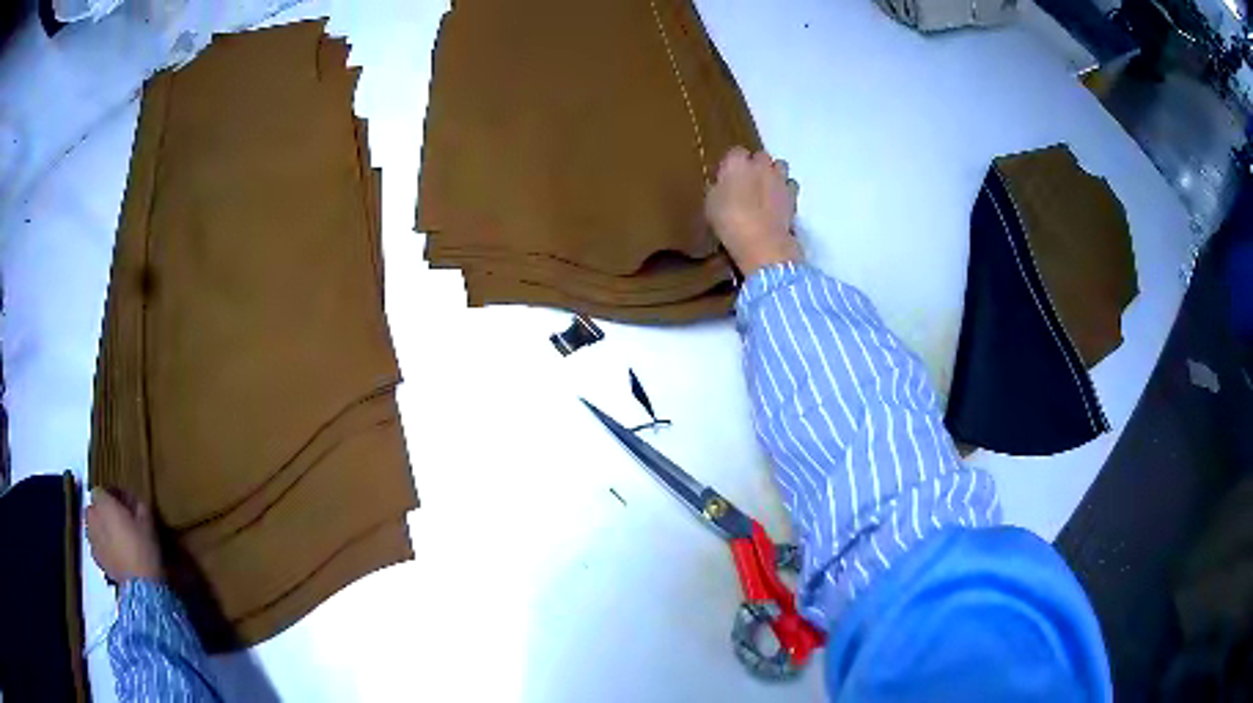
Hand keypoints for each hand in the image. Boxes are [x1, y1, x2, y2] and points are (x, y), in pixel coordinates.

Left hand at [86, 488, 163, 584]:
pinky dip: (101, 546)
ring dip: (100, 529)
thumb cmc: (143, 548)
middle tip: (117, 522)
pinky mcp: (95, 558)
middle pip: (93, 508)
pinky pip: (95, 545)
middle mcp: (92, 516)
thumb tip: (131, 501)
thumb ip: (137, 505)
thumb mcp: (148, 521)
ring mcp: (92, 538)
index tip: (122, 504)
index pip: (100, 489)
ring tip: (114, 539)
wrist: (141, 586)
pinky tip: (113, 554)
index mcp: (103, 502)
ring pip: (92, 526)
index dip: (110, 496)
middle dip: (102, 512)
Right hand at [705, 147, 801, 276]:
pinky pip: (790, 185)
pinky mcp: (793, 195)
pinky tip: (779, 201)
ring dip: (774, 173)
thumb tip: (723, 185)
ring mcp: (779, 178)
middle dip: (755, 165)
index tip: (728, 177)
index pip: (735, 152)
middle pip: (760, 156)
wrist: (761, 240)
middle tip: (747, 182)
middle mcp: (760, 164)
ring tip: (766, 189)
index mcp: (736, 162)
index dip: (732, 164)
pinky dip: (785, 190)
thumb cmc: (729, 221)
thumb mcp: (710, 204)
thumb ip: (718, 189)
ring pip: (779, 166)